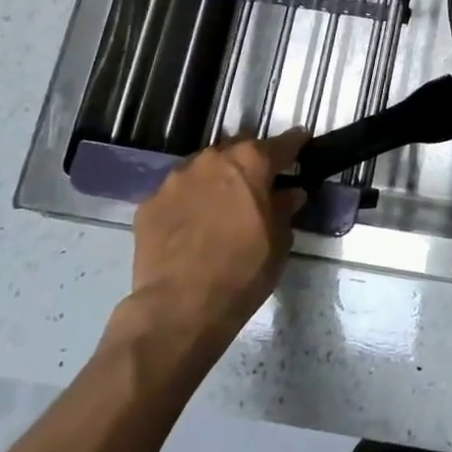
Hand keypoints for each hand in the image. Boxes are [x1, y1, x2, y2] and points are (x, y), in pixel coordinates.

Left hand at [103, 131, 306, 366]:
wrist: (178, 308)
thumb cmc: (242, 271)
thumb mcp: (278, 242)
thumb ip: (284, 209)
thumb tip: (290, 194)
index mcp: (251, 162)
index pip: (282, 143)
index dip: (295, 143)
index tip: (302, 142)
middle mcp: (213, 159)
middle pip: (238, 149)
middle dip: (249, 161)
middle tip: (257, 184)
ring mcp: (176, 179)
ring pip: (203, 168)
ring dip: (215, 179)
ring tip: (219, 205)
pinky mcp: (149, 203)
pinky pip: (176, 193)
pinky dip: (187, 202)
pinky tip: (190, 225)